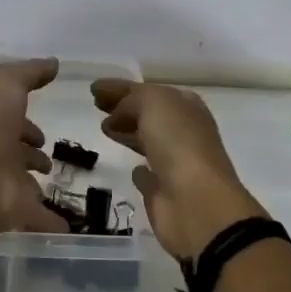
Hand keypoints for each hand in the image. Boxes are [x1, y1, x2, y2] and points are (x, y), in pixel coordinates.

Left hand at [0, 59, 68, 257]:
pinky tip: (68, 226)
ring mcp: (3, 186)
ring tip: (55, 183)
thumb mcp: (5, 85)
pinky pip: (39, 217)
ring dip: (35, 184)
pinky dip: (52, 222)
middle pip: (16, 154)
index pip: (10, 122)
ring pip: (23, 185)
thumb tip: (53, 63)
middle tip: (46, 159)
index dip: (26, 124)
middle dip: (30, 154)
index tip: (42, 132)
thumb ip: (29, 72)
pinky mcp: (16, 212)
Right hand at [91, 79, 265, 259]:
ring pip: (147, 141)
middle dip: (124, 109)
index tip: (94, 89)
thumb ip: (132, 100)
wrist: (196, 202)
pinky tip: (130, 167)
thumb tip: (116, 115)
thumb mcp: (154, 104)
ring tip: (104, 129)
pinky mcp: (164, 192)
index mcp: (186, 107)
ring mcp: (175, 163)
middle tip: (98, 107)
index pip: (150, 91)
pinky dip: (139, 170)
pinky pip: (148, 176)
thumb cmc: (179, 144)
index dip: (122, 89)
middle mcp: (184, 133)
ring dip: (128, 133)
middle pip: (149, 115)